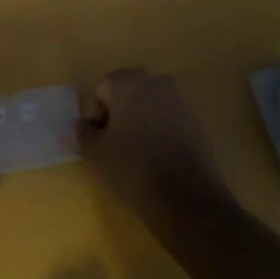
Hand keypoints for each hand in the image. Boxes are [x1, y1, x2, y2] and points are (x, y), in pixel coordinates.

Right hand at [77, 68, 233, 227]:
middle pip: (127, 93)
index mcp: (127, 81)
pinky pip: (169, 121)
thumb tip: (82, 125)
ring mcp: (180, 100)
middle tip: (115, 147)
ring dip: (141, 123)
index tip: (100, 142)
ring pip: (149, 106)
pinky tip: (159, 159)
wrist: (186, 197)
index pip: (102, 90)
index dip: (97, 116)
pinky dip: (161, 133)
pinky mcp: (197, 121)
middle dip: (119, 115)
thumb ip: (83, 133)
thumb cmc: (132, 167)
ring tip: (138, 155)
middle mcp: (155, 81)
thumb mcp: (95, 153)